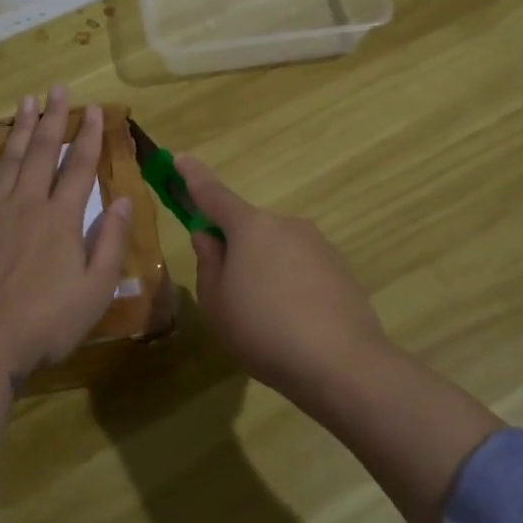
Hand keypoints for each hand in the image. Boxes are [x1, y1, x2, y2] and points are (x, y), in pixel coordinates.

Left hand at [0, 86, 134, 386]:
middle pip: (43, 154)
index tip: (94, 109)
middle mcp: (27, 205)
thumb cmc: (47, 322)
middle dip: (53, 119)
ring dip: (18, 131)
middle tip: (57, 89)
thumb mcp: (96, 289)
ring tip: (25, 102)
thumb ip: (111, 242)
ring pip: (7, 162)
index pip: (80, 167)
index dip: (89, 136)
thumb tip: (122, 199)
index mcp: (62, 219)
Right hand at [178, 155, 393, 390]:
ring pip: (276, 250)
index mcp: (250, 227)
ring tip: (265, 320)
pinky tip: (293, 324)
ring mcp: (318, 244)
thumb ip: (209, 263)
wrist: (342, 364)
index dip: (192, 177)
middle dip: (234, 249)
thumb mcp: (216, 303)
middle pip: (248, 228)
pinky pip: (302, 269)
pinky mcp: (340, 269)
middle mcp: (286, 224)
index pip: (213, 194)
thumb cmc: (264, 331)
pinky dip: (290, 286)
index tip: (179, 158)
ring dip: (264, 271)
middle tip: (228, 294)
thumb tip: (209, 236)